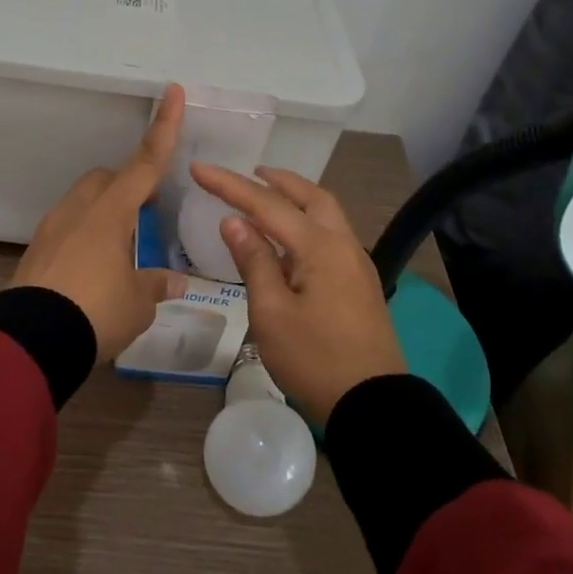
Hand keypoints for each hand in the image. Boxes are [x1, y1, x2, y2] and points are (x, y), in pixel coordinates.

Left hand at [14, 85, 187, 361]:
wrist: (29, 342)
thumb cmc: (95, 312)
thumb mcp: (137, 303)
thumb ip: (155, 285)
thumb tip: (174, 281)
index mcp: (110, 213)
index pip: (145, 164)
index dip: (164, 129)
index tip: (172, 92)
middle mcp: (79, 211)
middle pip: (105, 178)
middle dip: (127, 184)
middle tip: (146, 210)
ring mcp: (51, 230)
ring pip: (83, 202)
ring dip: (104, 213)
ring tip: (121, 249)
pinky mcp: (34, 253)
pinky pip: (66, 229)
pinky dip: (84, 237)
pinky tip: (93, 270)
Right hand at [188, 164, 404, 424]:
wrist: (373, 406)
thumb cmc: (314, 359)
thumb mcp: (272, 313)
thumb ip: (254, 261)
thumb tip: (234, 222)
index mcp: (320, 247)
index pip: (267, 205)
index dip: (230, 185)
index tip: (199, 168)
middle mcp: (343, 245)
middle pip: (311, 196)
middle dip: (277, 181)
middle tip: (248, 173)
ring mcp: (356, 265)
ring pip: (326, 214)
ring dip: (296, 199)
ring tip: (267, 198)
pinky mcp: (359, 284)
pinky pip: (331, 236)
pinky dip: (306, 222)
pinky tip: (288, 241)